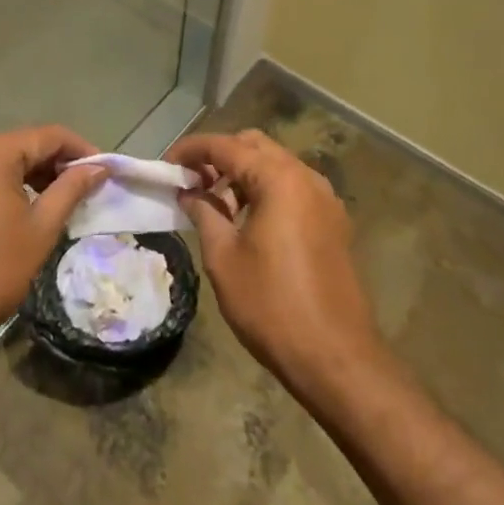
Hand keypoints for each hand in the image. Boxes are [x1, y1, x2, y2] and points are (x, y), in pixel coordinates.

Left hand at [0, 125, 106, 362]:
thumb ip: (71, 190)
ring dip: (26, 176)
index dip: (81, 149)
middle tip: (81, 190)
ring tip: (51, 203)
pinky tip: (11, 213)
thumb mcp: (39, 231)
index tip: (103, 171)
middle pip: (20, 145)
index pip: (48, 136)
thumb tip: (98, 167)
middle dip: (53, 164)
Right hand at [170, 129, 383, 389]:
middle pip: (254, 146)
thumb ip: (204, 213)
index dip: (191, 150)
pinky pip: (293, 189)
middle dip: (220, 157)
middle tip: (191, 182)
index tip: (166, 165)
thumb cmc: (272, 306)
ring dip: (242, 175)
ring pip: (275, 166)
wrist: (337, 359)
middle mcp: (306, 178)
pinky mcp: (333, 223)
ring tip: (214, 205)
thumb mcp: (224, 258)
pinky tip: (246, 221)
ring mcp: (325, 200)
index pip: (226, 145)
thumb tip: (189, 192)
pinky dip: (265, 191)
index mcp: (279, 179)